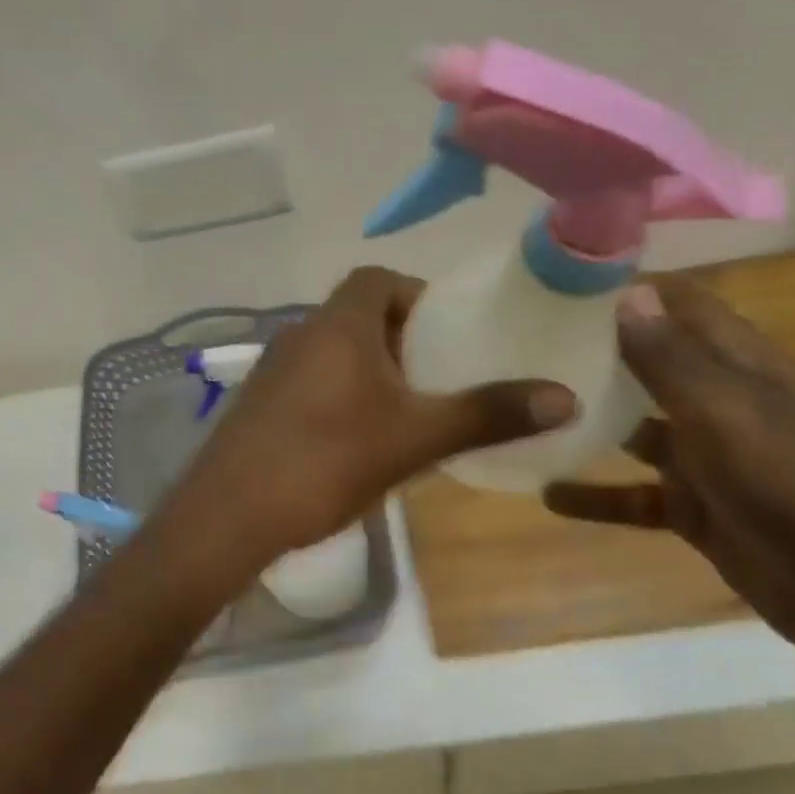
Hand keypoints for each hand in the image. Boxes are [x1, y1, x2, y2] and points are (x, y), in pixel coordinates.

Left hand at [155, 266, 577, 573]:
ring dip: (369, 369)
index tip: (447, 329)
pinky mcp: (257, 406)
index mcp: (337, 325)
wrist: (229, 515)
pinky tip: (356, 441)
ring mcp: (271, 371)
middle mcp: (299, 334)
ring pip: (332, 352)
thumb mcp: (415, 438)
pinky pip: (309, 382)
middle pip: (357, 315)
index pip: (377, 278)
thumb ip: (486, 414)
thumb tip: (565, 396)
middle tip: (437, 375)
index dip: (415, 294)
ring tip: (406, 410)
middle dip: (400, 337)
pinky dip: (339, 394)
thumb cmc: (326, 461)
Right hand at [542, 278, 794, 673]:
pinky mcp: (696, 511)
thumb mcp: (729, 414)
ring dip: (587, 422)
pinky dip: (595, 496)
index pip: (681, 307)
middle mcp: (720, 403)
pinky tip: (546, 494)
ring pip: (634, 430)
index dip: (630, 290)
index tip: (561, 281)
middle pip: (649, 365)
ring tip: (521, 411)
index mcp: (740, 366)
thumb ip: (672, 360)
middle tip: (520, 342)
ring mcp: (708, 460)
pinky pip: (634, 497)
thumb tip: (626, 294)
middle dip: (593, 353)